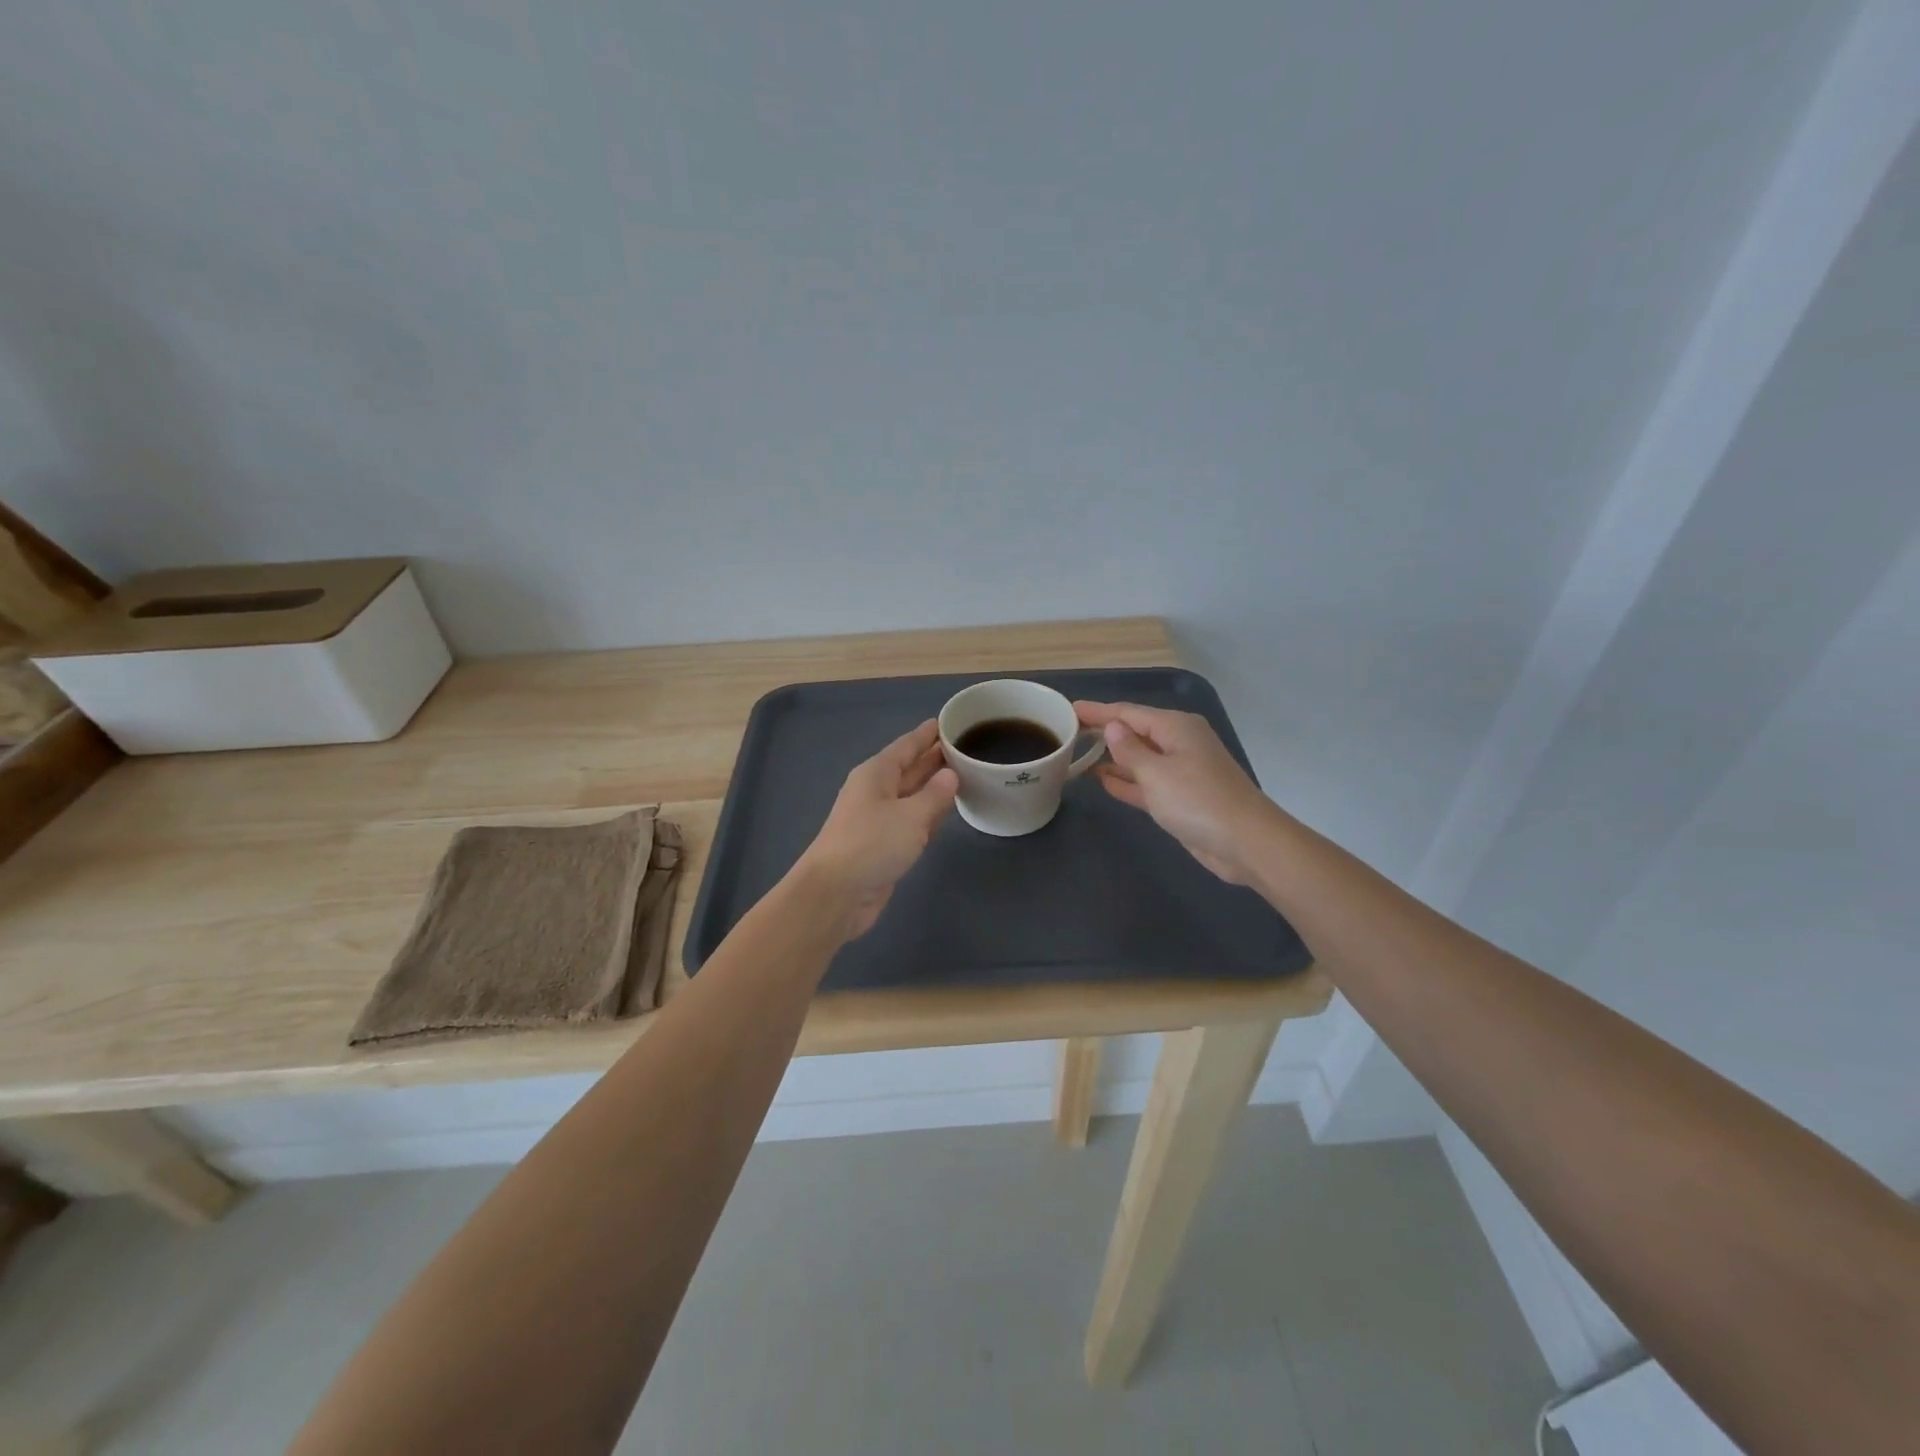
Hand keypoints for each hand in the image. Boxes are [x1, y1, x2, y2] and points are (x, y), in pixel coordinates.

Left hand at [795, 719, 959, 938]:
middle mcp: (876, 791)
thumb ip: (935, 795)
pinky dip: (929, 813)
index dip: (928, 734)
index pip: (907, 746)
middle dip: (935, 758)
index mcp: (876, 773)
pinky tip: (948, 811)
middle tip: (967, 747)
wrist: (836, 893)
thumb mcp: (911, 816)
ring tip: (966, 775)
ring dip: (935, 786)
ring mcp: (878, 819)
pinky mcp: (884, 844)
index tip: (949, 721)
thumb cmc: (872, 844)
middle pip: (910, 768)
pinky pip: (912, 820)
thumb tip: (950, 775)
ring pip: (912, 795)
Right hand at [1074, 701, 1276, 884]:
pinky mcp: (1180, 798)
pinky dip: (1126, 780)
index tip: (1069, 709)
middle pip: (1134, 732)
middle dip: (1104, 732)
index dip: (1098, 711)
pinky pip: (1146, 782)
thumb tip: (1112, 727)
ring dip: (1112, 757)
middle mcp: (1179, 743)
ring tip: (1078, 755)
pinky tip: (1102, 780)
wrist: (1246, 843)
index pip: (1128, 713)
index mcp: (1176, 727)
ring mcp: (1181, 771)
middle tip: (1068, 732)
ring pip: (1139, 758)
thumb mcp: (1156, 773)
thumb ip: (1129, 750)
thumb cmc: (1198, 801)